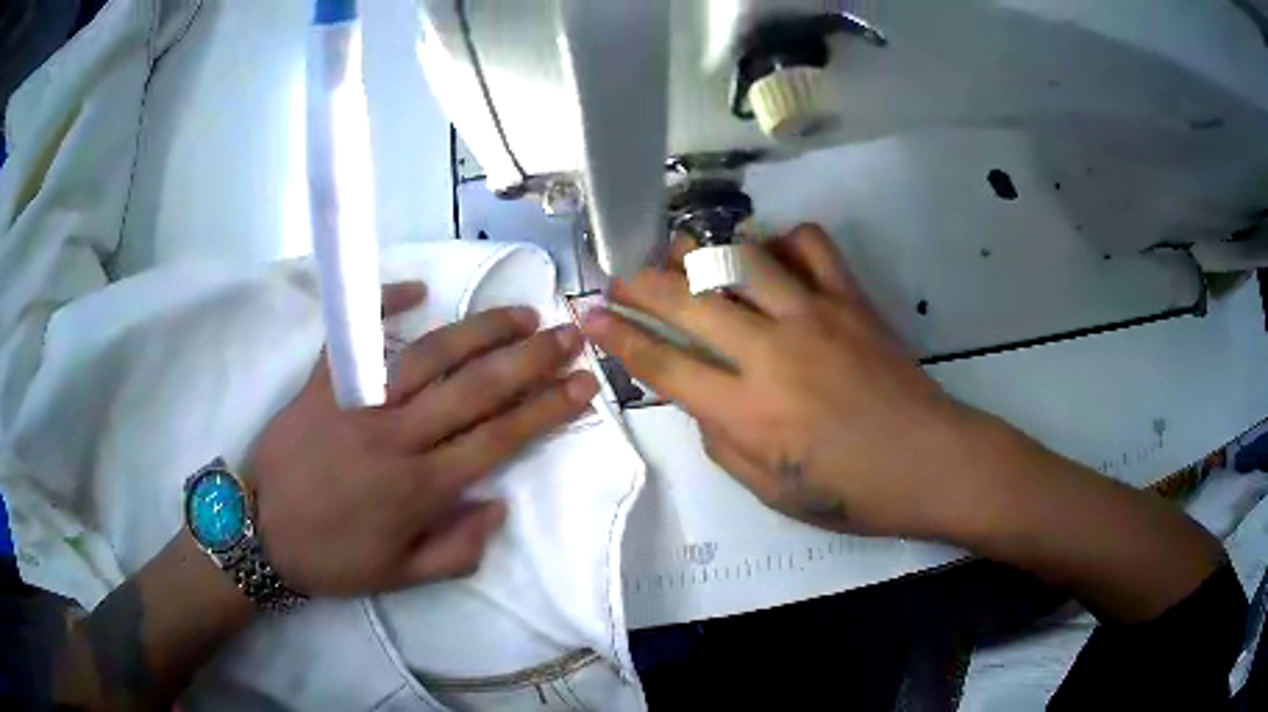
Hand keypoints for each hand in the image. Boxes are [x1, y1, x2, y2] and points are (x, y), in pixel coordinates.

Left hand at [247, 283, 598, 595]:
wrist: (259, 531)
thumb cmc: (331, 559)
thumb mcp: (401, 577)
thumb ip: (457, 549)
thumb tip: (498, 504)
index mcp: (421, 487)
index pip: (500, 437)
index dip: (547, 408)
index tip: (583, 384)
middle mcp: (398, 435)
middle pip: (477, 388)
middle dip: (531, 359)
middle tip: (569, 334)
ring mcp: (359, 402)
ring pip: (430, 355)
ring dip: (481, 331)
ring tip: (519, 314)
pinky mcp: (324, 383)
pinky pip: (356, 337)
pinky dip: (384, 306)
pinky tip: (416, 288)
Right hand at [582, 225, 994, 537]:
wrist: (929, 462)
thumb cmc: (850, 492)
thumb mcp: (770, 490)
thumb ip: (721, 441)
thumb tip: (698, 396)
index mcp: (747, 412)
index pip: (663, 363)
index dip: (618, 336)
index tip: (588, 314)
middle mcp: (772, 353)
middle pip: (689, 300)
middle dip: (641, 283)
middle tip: (619, 274)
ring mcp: (814, 316)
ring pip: (741, 258)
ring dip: (704, 253)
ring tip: (686, 256)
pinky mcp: (850, 298)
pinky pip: (809, 243)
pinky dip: (782, 240)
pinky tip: (771, 256)